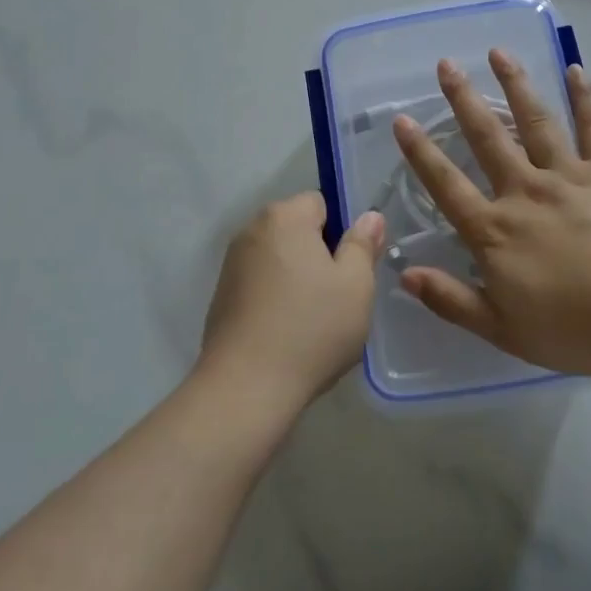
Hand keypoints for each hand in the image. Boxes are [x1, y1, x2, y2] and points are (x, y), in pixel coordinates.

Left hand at [200, 192, 383, 410]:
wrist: (245, 388)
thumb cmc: (311, 328)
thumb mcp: (356, 285)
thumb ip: (363, 245)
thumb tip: (369, 217)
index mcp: (284, 217)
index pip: (321, 203)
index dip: (341, 232)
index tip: (350, 268)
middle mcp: (251, 230)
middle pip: (298, 230)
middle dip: (319, 255)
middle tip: (338, 296)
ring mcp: (231, 264)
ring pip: (280, 259)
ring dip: (297, 278)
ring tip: (313, 321)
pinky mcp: (221, 297)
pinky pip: (260, 285)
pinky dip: (276, 299)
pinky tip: (287, 334)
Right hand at [393, 53, 590, 375]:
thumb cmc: (573, 329)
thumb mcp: (502, 329)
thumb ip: (450, 299)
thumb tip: (403, 274)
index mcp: (495, 230)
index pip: (446, 184)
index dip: (420, 153)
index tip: (402, 120)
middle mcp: (524, 191)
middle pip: (487, 138)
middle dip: (462, 100)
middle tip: (446, 64)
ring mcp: (568, 176)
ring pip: (535, 121)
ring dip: (515, 84)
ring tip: (499, 52)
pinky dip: (585, 97)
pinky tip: (576, 69)